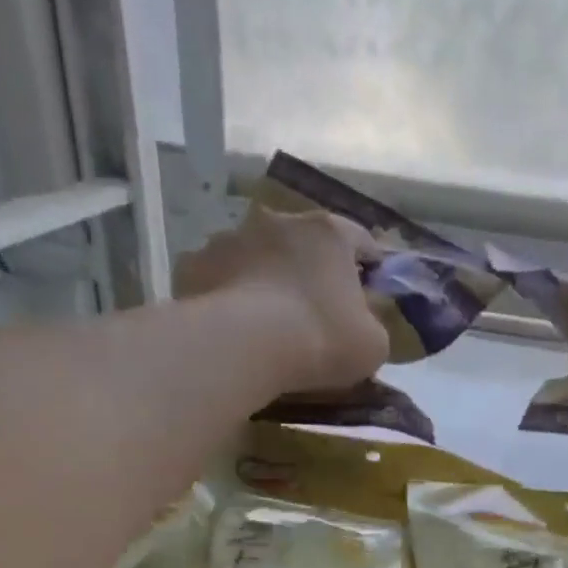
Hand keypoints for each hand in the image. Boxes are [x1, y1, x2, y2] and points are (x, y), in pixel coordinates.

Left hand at [174, 208, 389, 394]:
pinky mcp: (193, 263)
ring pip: (256, 256)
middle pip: (303, 243)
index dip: (369, 267)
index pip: (361, 240)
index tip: (370, 293)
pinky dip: (228, 296)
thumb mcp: (373, 344)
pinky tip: (232, 327)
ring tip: (267, 321)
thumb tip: (362, 322)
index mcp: (329, 233)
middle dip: (310, 270)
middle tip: (315, 309)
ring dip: (265, 278)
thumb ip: (373, 325)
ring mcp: (231, 238)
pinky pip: (219, 278)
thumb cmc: (321, 339)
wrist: (243, 347)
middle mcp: (279, 220)